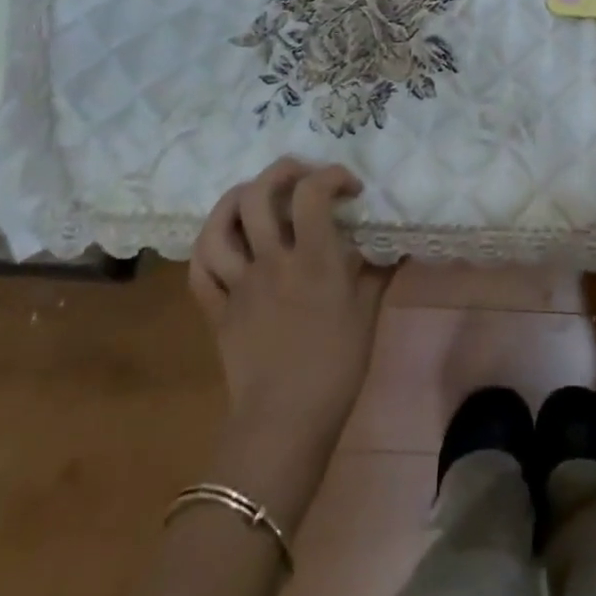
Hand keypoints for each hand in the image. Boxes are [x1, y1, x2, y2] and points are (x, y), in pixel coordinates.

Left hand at [189, 158, 389, 442]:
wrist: (284, 424)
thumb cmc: (336, 367)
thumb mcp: (369, 311)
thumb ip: (379, 269)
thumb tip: (394, 243)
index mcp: (312, 260)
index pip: (312, 192)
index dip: (332, 175)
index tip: (350, 189)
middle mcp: (271, 262)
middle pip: (258, 194)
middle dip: (281, 171)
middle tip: (302, 177)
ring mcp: (238, 285)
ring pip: (220, 225)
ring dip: (236, 198)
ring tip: (256, 194)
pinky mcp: (216, 310)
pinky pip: (200, 268)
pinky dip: (210, 243)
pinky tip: (228, 237)